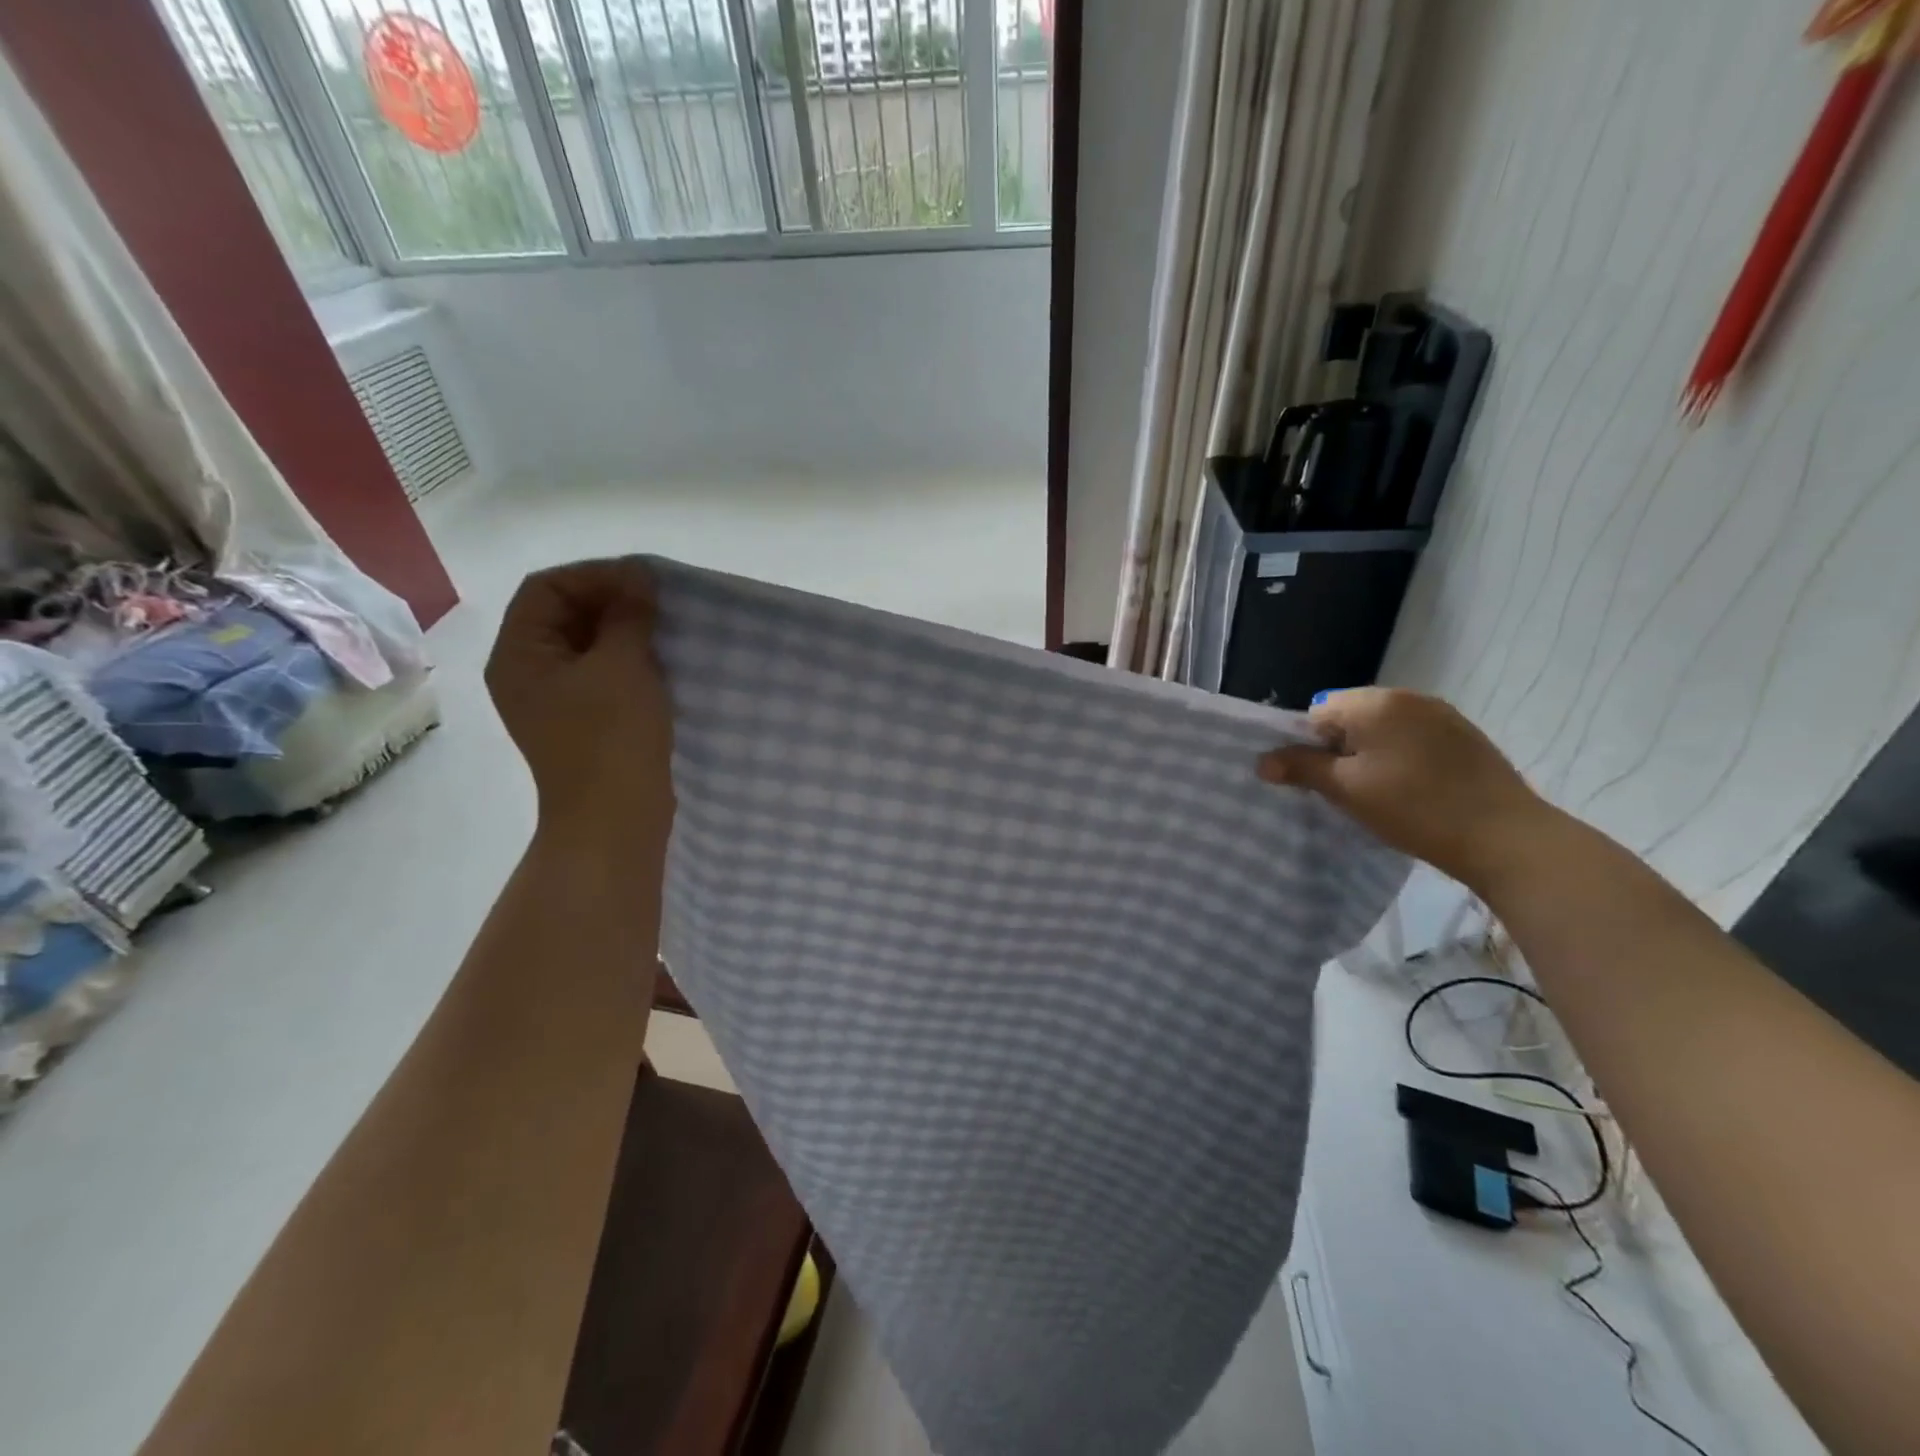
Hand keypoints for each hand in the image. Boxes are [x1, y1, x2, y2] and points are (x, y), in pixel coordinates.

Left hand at [485, 558, 672, 866]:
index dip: (596, 575)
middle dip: (612, 601)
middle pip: (563, 613)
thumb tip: (638, 576)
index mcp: (520, 654)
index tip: (646, 583)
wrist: (615, 819)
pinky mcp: (583, 721)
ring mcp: (555, 700)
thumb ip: (628, 614)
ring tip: (666, 631)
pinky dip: (629, 660)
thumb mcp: (622, 665)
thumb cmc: (612, 737)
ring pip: (587, 644)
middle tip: (661, 604)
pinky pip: (602, 674)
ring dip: (625, 631)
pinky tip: (662, 664)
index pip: (548, 588)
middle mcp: (527, 672)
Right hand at [1257, 688, 1555, 890]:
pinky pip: (1414, 738)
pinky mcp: (1466, 736)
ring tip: (1381, 794)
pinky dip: (1403, 758)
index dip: (1309, 747)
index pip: (1317, 714)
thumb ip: (1301, 768)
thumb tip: (1262, 761)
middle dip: (1341, 750)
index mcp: (1373, 703)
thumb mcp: (1346, 790)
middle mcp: (1407, 697)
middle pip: (1350, 718)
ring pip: (1384, 730)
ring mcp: (1441, 714)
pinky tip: (1413, 790)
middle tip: (1348, 791)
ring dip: (1372, 754)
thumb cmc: (1413, 808)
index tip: (1320, 781)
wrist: (1506, 836)